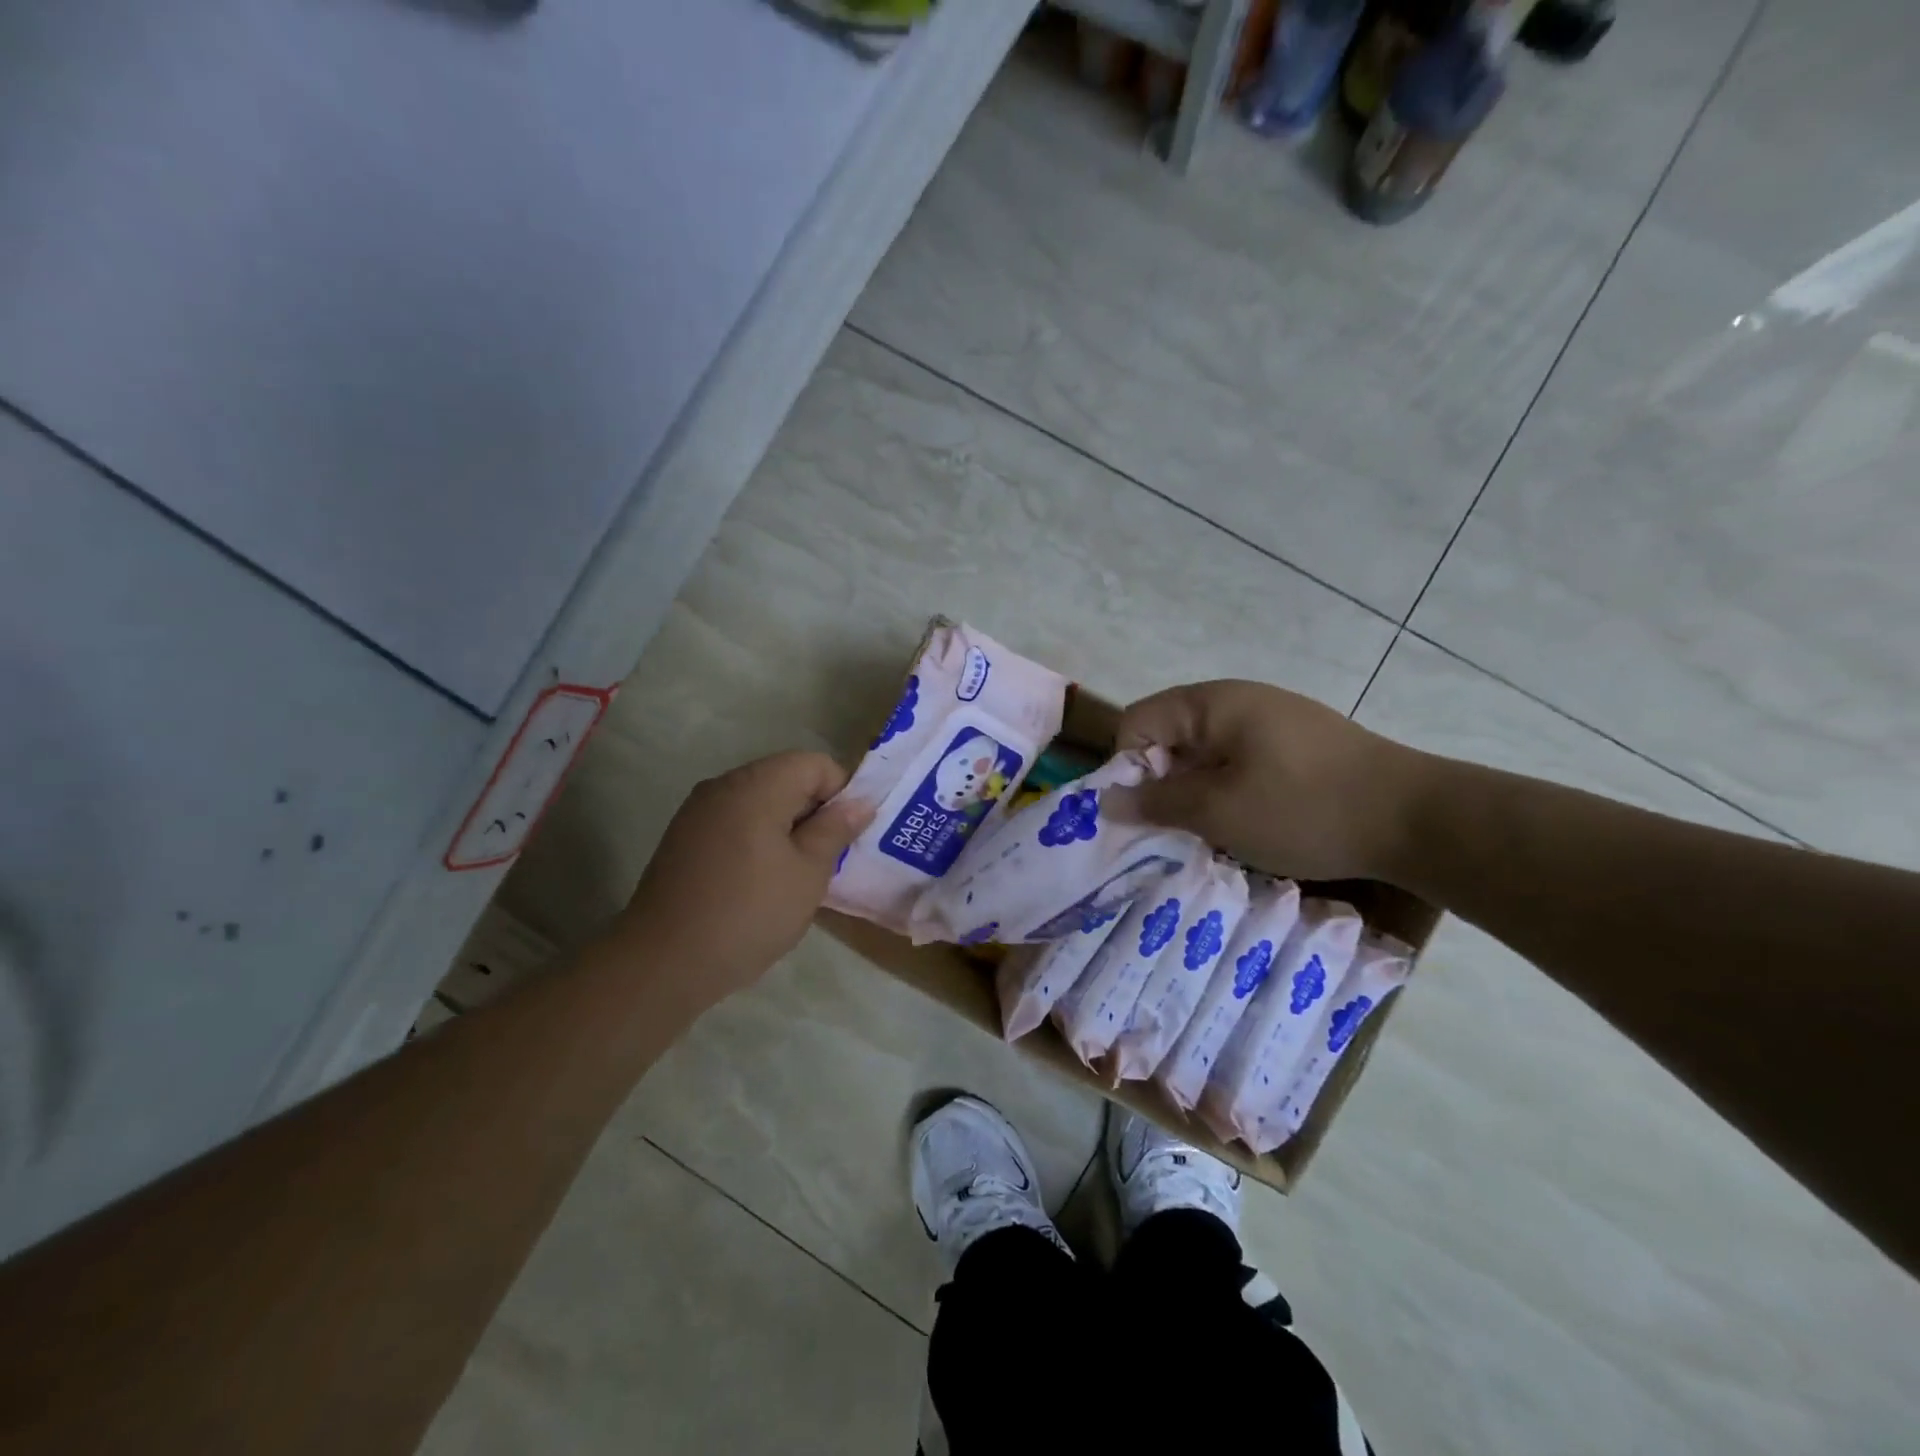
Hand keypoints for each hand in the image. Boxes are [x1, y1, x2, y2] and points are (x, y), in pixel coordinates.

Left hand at [615, 752, 873, 1009]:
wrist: (664, 962)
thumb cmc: (749, 914)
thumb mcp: (808, 874)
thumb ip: (836, 830)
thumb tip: (861, 802)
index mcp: (757, 785)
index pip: (815, 763)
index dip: (841, 794)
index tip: (845, 837)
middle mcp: (724, 785)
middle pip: (786, 777)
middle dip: (814, 811)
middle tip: (826, 859)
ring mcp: (698, 810)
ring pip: (759, 801)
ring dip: (786, 827)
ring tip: (794, 874)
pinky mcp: (683, 837)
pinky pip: (734, 821)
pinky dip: (757, 838)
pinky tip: (758, 881)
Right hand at [1108, 681, 1425, 882]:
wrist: (1417, 819)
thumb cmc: (1304, 808)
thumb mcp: (1218, 811)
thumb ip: (1157, 803)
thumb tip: (1106, 801)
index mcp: (1212, 703)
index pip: (1137, 722)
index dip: (1127, 768)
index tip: (1141, 814)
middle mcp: (1238, 700)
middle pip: (1170, 736)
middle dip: (1161, 784)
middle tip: (1172, 832)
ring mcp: (1272, 721)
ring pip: (1206, 755)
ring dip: (1196, 793)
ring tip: (1211, 834)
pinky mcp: (1298, 745)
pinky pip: (1240, 763)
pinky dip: (1229, 793)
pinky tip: (1248, 825)